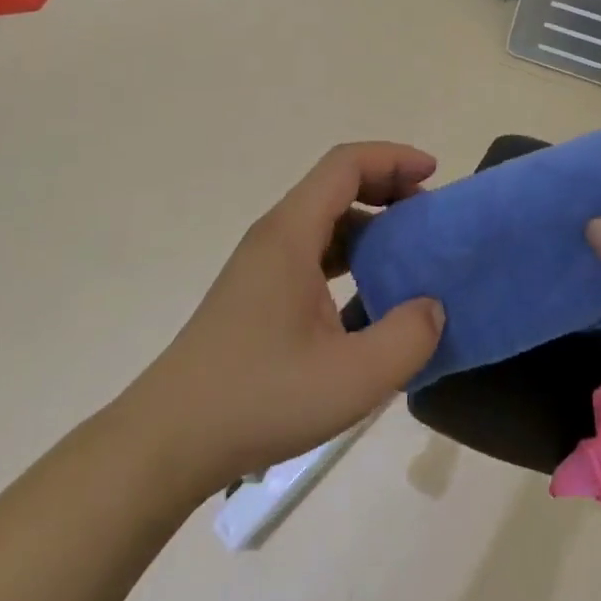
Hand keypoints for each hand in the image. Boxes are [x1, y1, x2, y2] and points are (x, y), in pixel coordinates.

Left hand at [134, 143, 445, 494]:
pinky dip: (349, 254)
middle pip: (335, 184)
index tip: (433, 175)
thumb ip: (407, 338)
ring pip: (324, 219)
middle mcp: (275, 235)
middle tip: (425, 213)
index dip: (393, 158)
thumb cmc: (259, 398)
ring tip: (405, 252)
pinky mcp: (257, 293)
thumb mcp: (351, 378)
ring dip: (369, 222)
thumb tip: (433, 308)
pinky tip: (368, 297)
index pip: (346, 164)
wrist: (167, 442)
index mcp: (292, 233)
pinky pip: (312, 251)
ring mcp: (262, 265)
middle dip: (386, 186)